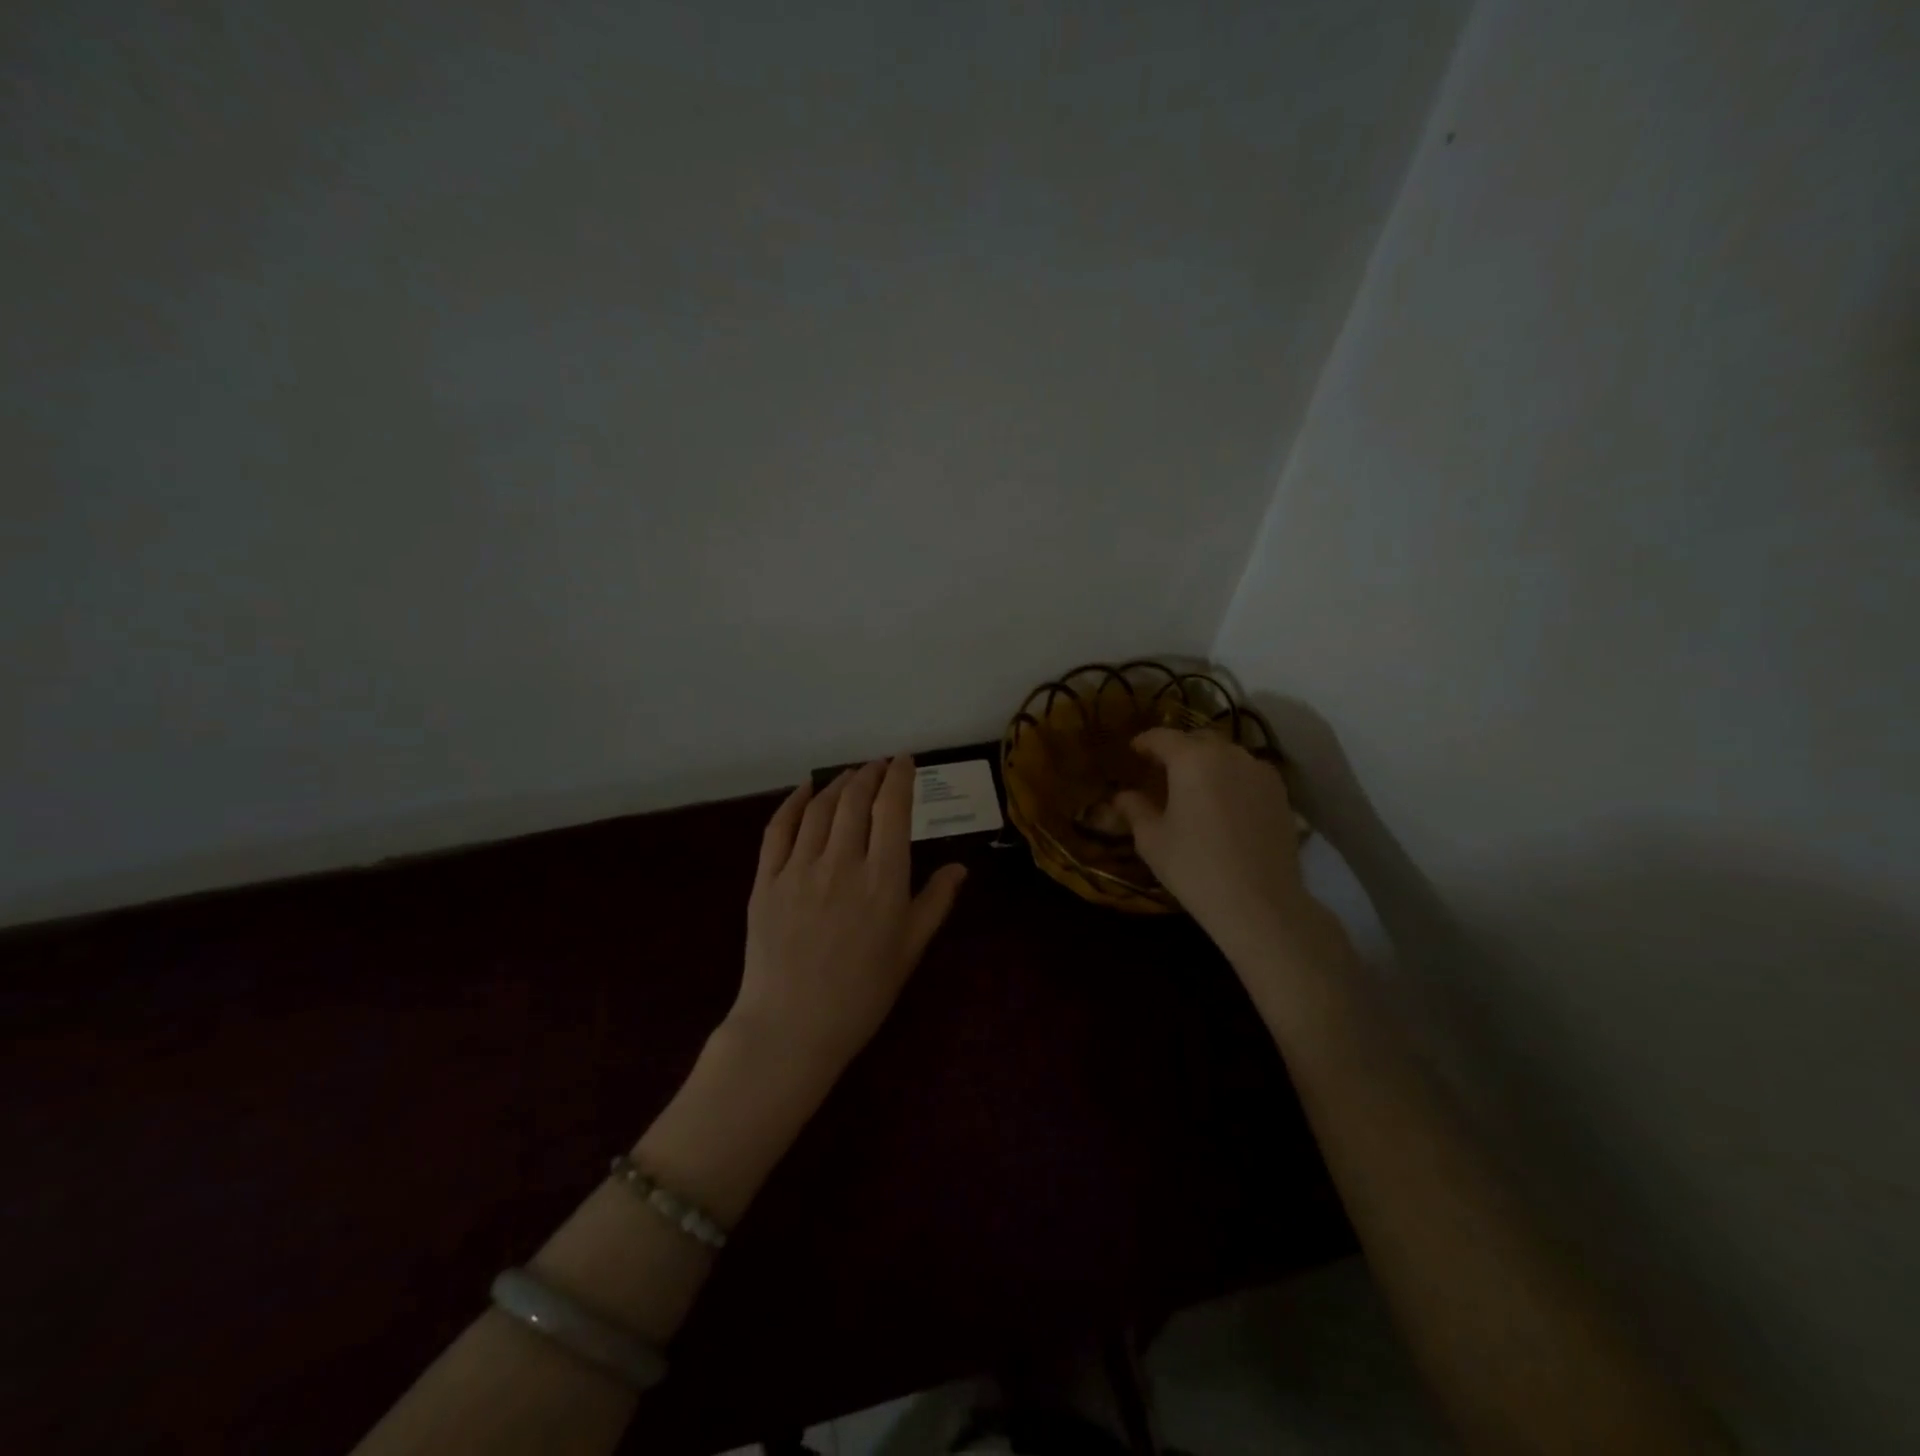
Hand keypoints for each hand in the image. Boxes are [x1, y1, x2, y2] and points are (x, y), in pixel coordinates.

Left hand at [730, 756, 967, 1080]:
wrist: (791, 1028)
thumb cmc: (861, 995)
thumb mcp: (909, 951)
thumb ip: (935, 903)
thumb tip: (959, 867)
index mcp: (883, 880)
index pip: (893, 810)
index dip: (899, 778)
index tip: (904, 761)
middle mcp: (842, 863)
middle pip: (856, 800)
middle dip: (870, 774)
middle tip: (878, 766)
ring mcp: (799, 869)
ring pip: (820, 808)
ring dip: (838, 783)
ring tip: (850, 775)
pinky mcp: (766, 880)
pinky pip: (778, 828)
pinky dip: (793, 802)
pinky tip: (804, 790)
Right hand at [1115, 729, 1311, 956]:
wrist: (1260, 903)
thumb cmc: (1195, 868)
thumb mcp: (1152, 840)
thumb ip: (1135, 810)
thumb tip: (1122, 796)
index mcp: (1192, 759)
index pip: (1162, 737)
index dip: (1144, 742)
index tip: (1133, 751)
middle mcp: (1229, 754)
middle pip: (1197, 740)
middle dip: (1177, 750)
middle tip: (1161, 771)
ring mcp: (1260, 771)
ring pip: (1226, 755)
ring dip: (1206, 763)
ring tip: (1194, 787)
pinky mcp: (1280, 793)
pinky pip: (1248, 773)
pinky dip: (1231, 778)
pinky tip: (1223, 804)